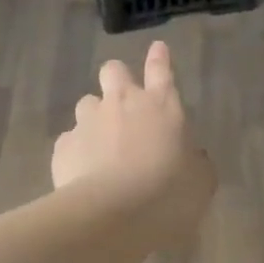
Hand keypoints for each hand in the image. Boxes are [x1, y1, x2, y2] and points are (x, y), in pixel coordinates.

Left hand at [53, 41, 215, 244]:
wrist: (113, 214)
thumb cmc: (168, 194)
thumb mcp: (200, 182)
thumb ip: (196, 163)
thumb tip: (192, 157)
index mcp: (161, 106)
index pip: (161, 70)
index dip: (159, 58)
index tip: (157, 48)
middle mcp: (122, 103)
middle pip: (114, 70)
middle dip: (117, 78)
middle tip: (123, 100)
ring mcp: (89, 122)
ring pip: (87, 103)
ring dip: (95, 117)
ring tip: (101, 145)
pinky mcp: (63, 146)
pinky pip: (70, 140)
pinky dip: (78, 151)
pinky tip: (84, 172)